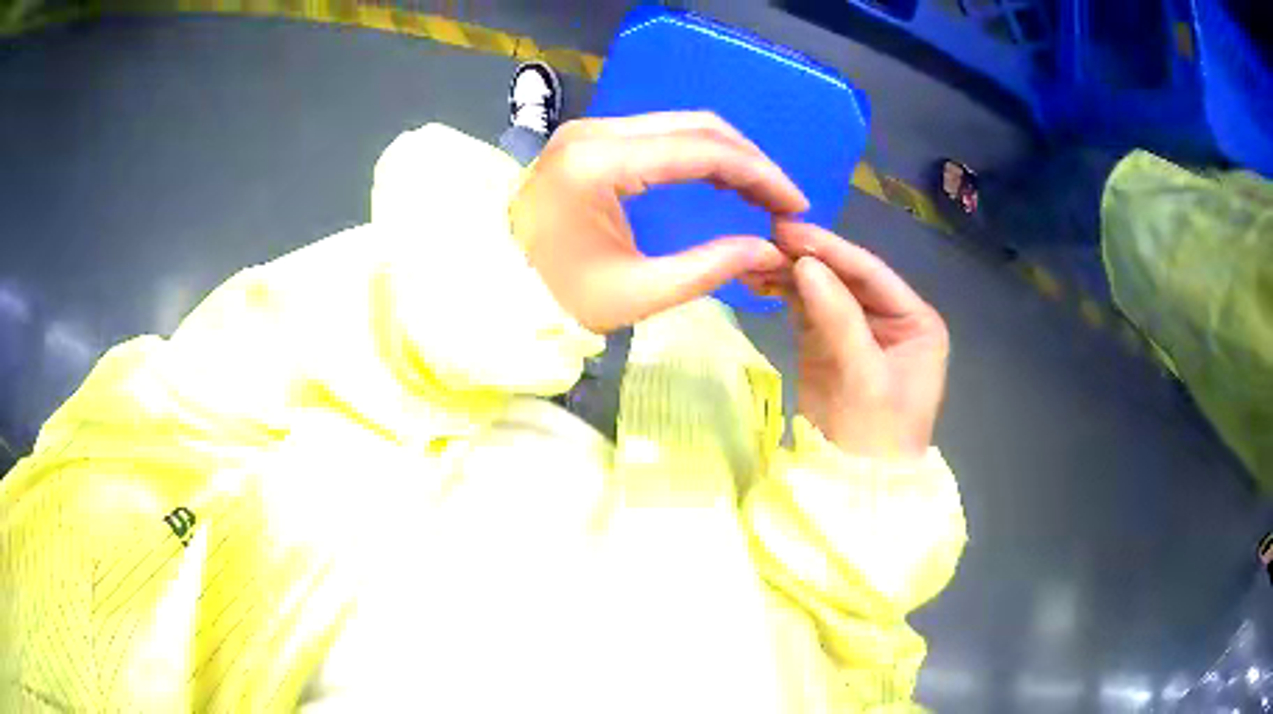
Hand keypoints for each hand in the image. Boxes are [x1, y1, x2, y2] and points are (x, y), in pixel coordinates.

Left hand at [509, 112, 808, 332]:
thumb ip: (709, 267)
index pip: (702, 150)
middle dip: (750, 161)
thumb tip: (769, 250)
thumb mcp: (636, 294)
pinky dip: (699, 155)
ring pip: (681, 126)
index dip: (759, 174)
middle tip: (783, 201)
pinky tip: (723, 182)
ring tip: (762, 195)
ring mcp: (590, 131)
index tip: (795, 205)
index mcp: (600, 162)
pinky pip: (659, 136)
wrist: (492, 289)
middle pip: (697, 127)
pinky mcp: (590, 141)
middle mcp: (596, 131)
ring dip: (728, 156)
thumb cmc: (554, 299)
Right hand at [753, 221, 948, 459]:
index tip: (790, 227)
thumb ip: (839, 317)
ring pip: (821, 288)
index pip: (872, 273)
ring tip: (752, 256)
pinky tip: (757, 279)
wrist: (854, 487)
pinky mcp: (826, 343)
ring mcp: (855, 329)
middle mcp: (888, 318)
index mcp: (915, 321)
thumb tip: (804, 263)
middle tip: (765, 235)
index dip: (832, 249)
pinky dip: (781, 293)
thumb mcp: (865, 377)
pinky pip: (804, 308)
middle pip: (845, 277)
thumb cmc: (876, 436)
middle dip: (807, 257)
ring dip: (789, 272)